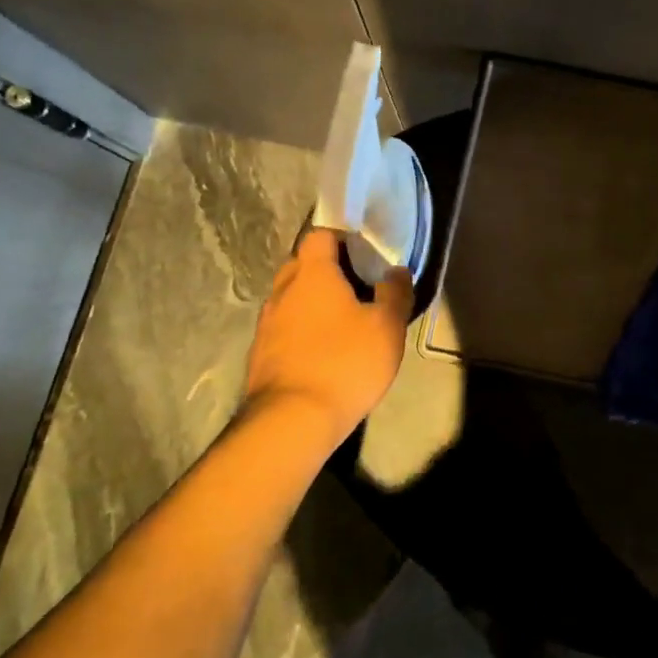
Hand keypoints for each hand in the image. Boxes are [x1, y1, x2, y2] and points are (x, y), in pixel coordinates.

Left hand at [243, 229, 413, 446]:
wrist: (291, 422)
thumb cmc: (344, 362)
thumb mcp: (387, 327)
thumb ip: (395, 293)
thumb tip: (396, 271)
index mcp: (312, 273)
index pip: (320, 235)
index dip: (341, 239)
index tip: (363, 254)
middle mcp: (283, 290)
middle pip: (302, 264)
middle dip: (325, 269)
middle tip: (355, 286)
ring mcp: (266, 323)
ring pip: (290, 297)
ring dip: (311, 302)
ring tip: (340, 321)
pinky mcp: (260, 354)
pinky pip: (283, 327)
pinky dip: (300, 330)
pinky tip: (321, 351)